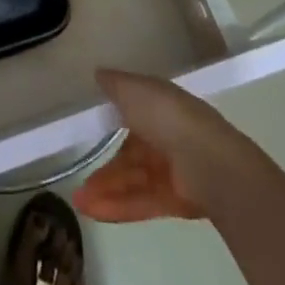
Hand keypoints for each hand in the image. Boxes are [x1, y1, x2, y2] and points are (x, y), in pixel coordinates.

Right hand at [73, 69, 254, 223]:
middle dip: (104, 164)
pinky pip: (139, 202)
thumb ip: (115, 84)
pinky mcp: (172, 201)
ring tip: (78, 199)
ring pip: (131, 180)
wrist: (208, 163)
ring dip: (105, 188)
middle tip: (76, 172)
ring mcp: (170, 171)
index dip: (109, 120)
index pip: (132, 113)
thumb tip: (99, 74)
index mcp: (160, 106)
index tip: (87, 127)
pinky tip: (90, 210)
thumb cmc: (167, 116)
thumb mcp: (134, 90)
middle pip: (129, 153)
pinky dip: (116, 206)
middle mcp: (166, 137)